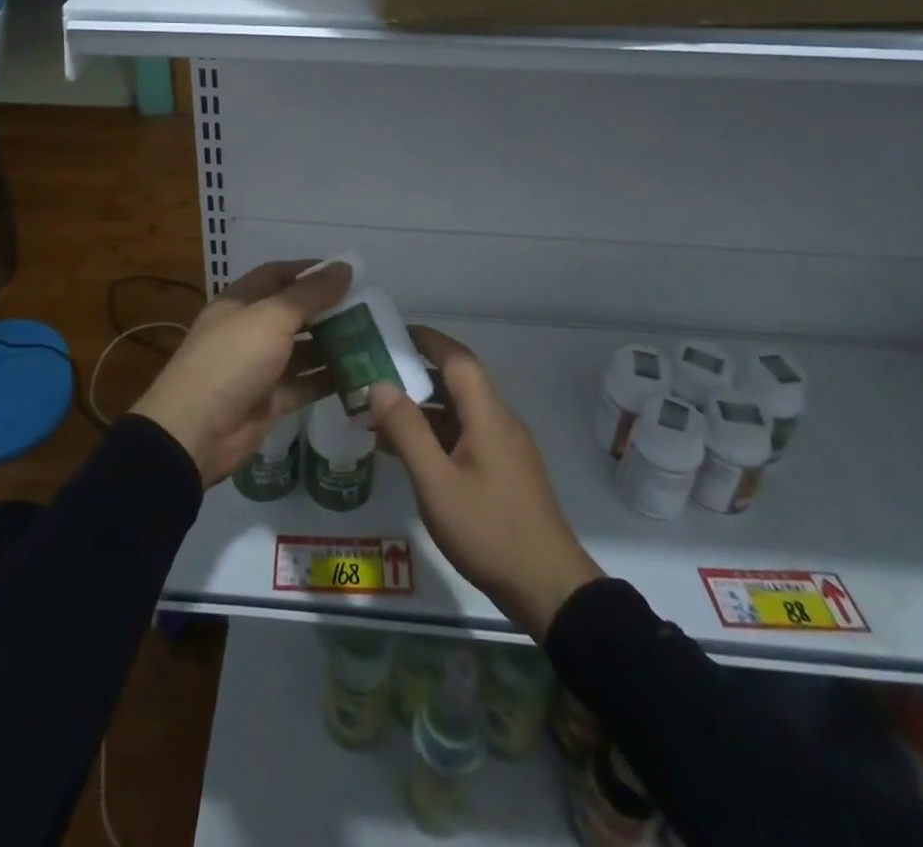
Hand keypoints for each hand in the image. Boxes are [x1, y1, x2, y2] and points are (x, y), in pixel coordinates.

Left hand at [131, 260, 349, 486]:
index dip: (309, 271)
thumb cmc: (232, 360)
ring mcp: (260, 367)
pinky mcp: (270, 401)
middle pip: (294, 313)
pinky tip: (361, 374)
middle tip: (370, 309)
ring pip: (303, 350)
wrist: (195, 431)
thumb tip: (345, 267)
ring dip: (333, 345)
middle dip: (328, 310)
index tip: (347, 274)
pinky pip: (305, 385)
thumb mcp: (272, 318)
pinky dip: (329, 380)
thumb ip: (311, 294)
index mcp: (241, 302)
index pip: (277, 275)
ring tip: (372, 339)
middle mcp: (250, 330)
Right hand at [372, 327, 601, 639]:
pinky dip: (436, 434)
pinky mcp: (505, 472)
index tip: (391, 332)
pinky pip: (465, 437)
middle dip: (416, 373)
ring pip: (460, 412)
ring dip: (423, 408)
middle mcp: (500, 422)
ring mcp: (505, 448)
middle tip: (373, 373)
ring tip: (379, 413)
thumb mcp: (436, 483)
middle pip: (457, 382)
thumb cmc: (489, 531)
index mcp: (488, 415)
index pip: (457, 359)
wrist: (548, 589)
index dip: (426, 339)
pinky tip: (408, 452)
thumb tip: (380, 384)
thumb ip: (407, 431)